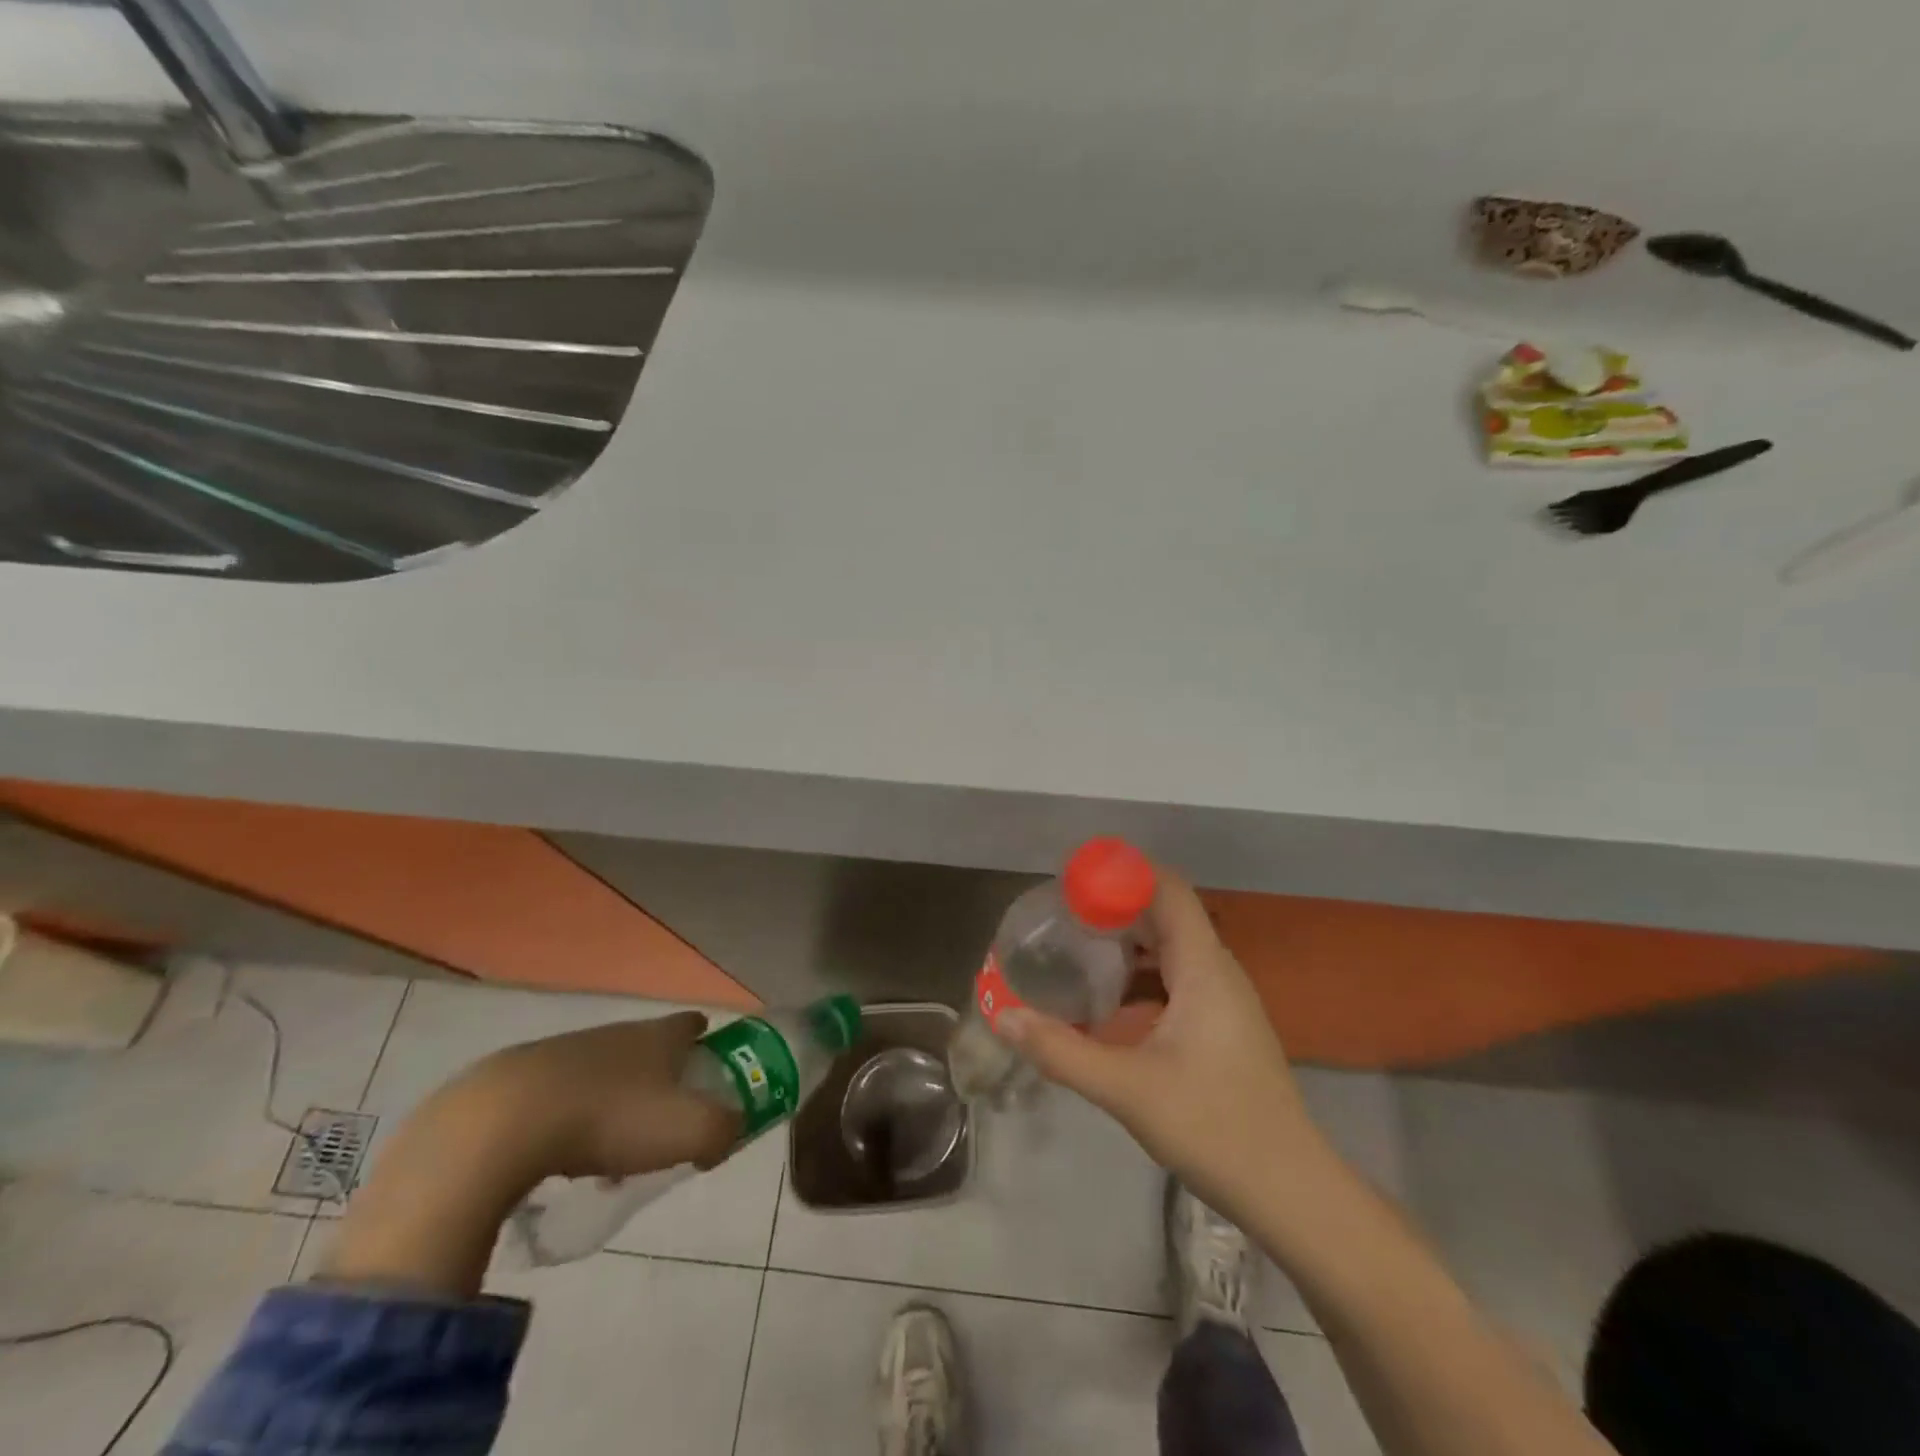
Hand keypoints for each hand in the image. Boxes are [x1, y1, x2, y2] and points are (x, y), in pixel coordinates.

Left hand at [321, 1012, 738, 1295]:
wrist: (500, 1126)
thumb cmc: (609, 1119)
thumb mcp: (687, 1130)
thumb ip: (722, 1131)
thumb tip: (728, 1133)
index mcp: (656, 1036)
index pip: (690, 1024)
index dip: (706, 1038)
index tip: (710, 1056)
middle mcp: (613, 1034)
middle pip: (647, 1047)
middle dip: (660, 1076)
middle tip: (666, 1115)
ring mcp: (563, 1053)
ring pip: (602, 1072)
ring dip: (613, 1101)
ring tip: (612, 1150)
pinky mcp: (517, 1080)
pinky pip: (559, 1096)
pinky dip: (569, 1119)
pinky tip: (562, 1156)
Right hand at [999, 870, 1322, 1213]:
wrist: (1291, 1192)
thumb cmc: (1215, 1127)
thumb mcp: (1127, 1089)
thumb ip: (1062, 1050)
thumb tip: (1003, 1017)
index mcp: (1203, 967)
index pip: (1168, 890)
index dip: (1124, 873)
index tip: (1075, 880)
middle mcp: (1217, 971)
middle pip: (1164, 915)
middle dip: (1113, 909)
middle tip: (1061, 918)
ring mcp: (1224, 1000)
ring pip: (1169, 950)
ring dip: (1125, 945)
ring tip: (1075, 952)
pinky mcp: (1222, 1027)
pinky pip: (1174, 980)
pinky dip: (1139, 977)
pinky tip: (1107, 1004)